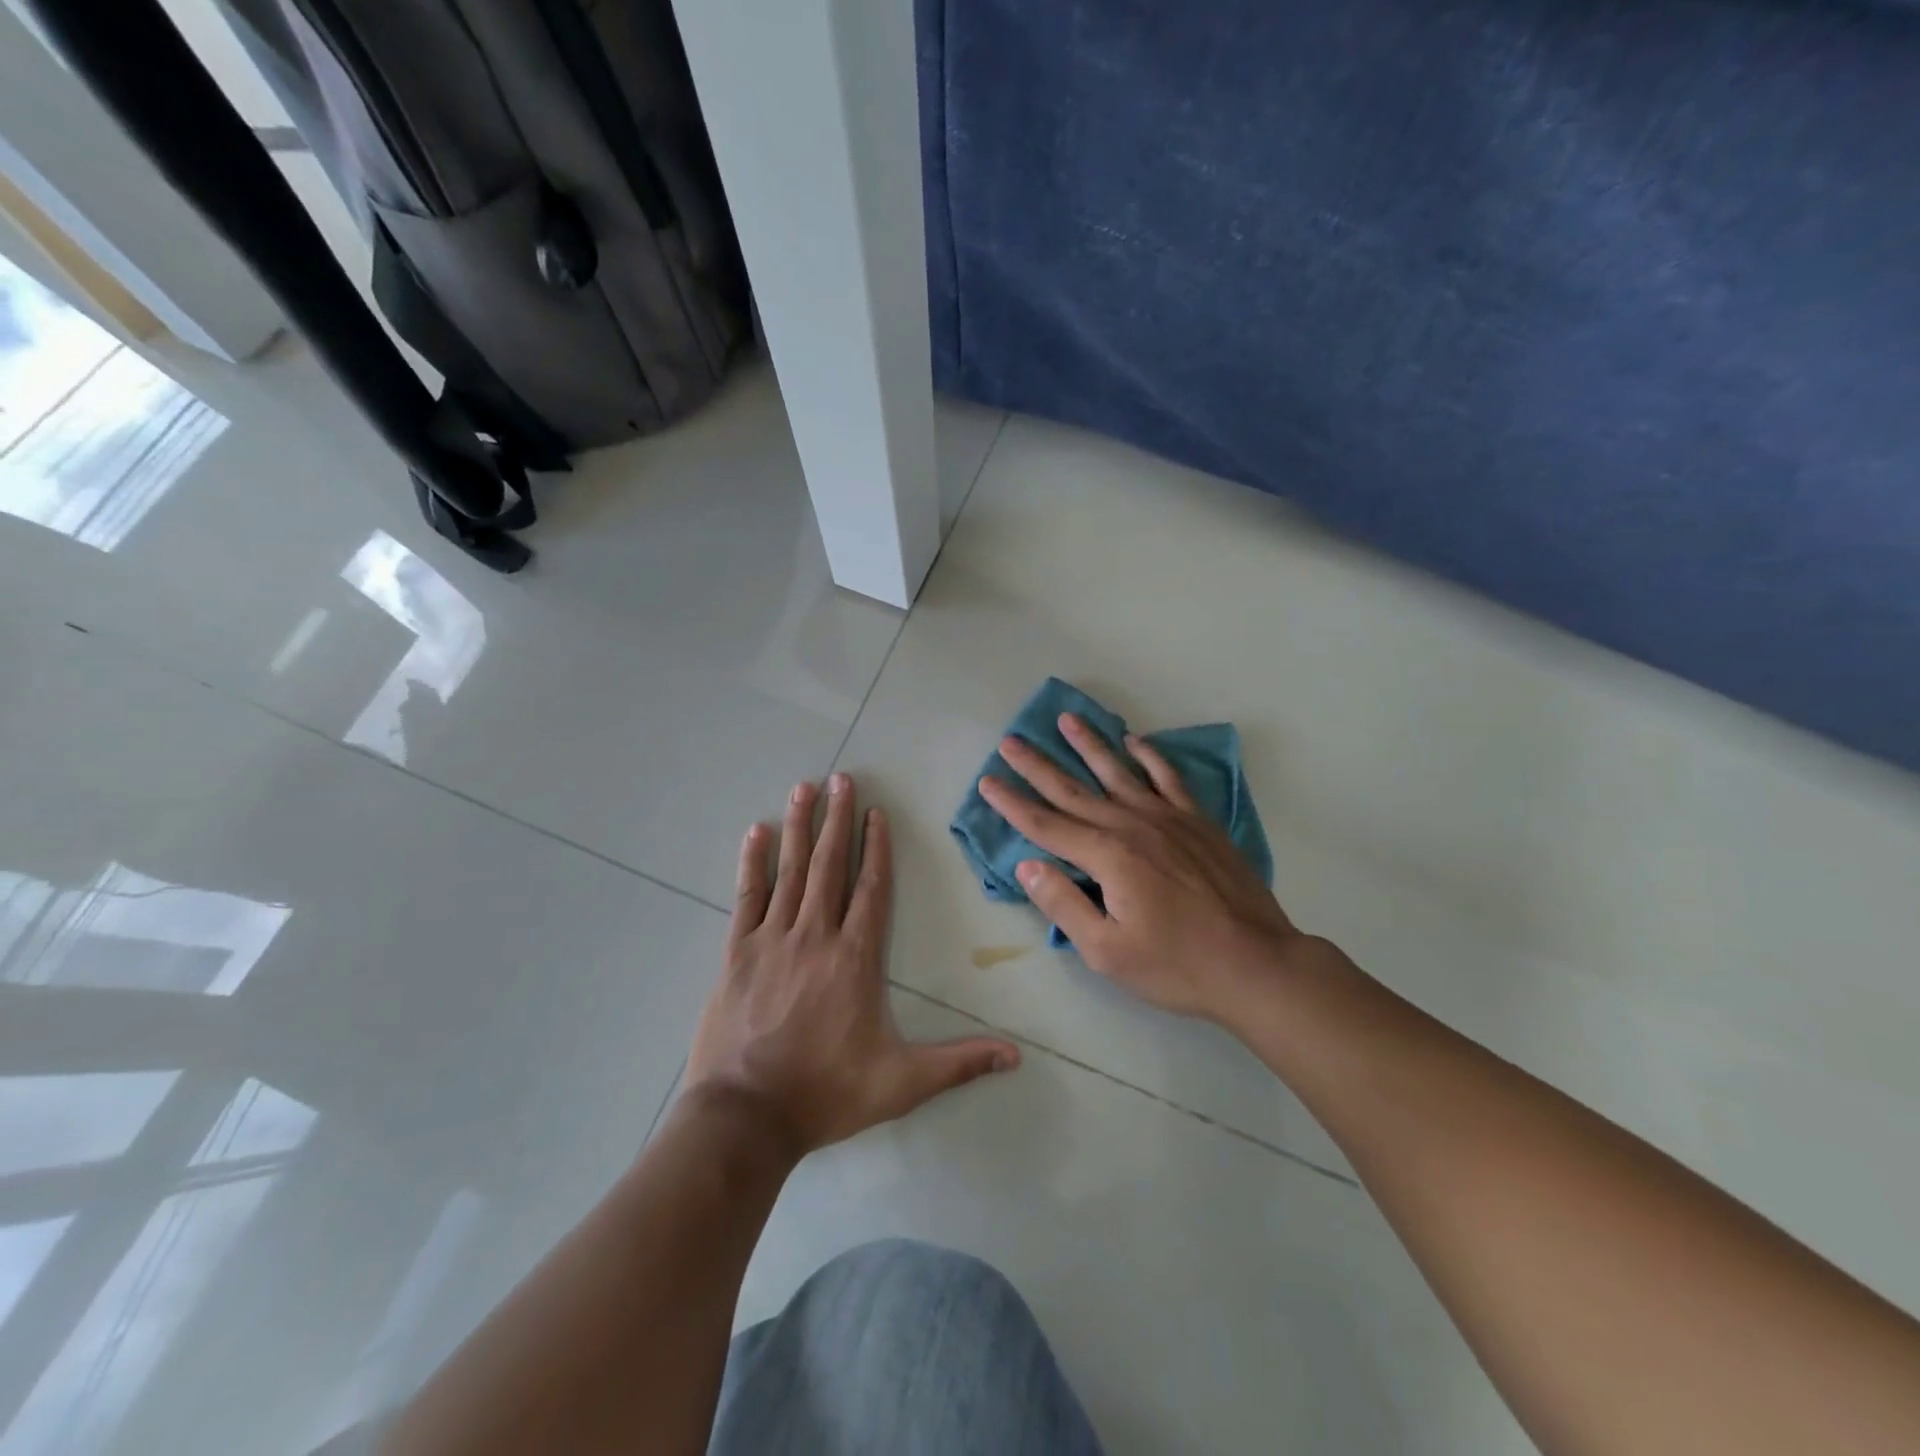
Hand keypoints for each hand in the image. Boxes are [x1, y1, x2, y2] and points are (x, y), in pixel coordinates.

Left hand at [685, 773, 1020, 1158]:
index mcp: (855, 958)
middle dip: (838, 819)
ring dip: (800, 826)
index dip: (877, 847)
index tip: (877, 811)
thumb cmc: (825, 1094)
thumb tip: (1016, 1056)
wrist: (744, 1118)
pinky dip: (753, 861)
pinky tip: (756, 830)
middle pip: (830, 865)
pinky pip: (747, 896)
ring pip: (790, 871)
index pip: (872, 888)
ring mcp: (772, 940)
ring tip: (805, 788)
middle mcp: (815, 936)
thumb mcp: (901, 1083)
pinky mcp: (737, 952)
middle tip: (842, 778)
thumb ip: (958, 1063)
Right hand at [979, 713, 1307, 1024]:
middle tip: (1010, 741)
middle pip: (1074, 791)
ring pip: (1118, 773)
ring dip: (1089, 745)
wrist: (1256, 964)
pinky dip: (1149, 757)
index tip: (987, 780)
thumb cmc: (1176, 966)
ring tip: (1066, 719)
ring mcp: (1168, 819)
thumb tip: (1028, 865)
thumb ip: (1063, 904)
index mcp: (1107, 857)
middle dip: (1037, 766)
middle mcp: (1132, 826)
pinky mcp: (1198, 822)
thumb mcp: (1107, 951)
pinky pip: (1168, 778)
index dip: (1012, 804)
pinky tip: (1135, 741)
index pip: (1046, 825)